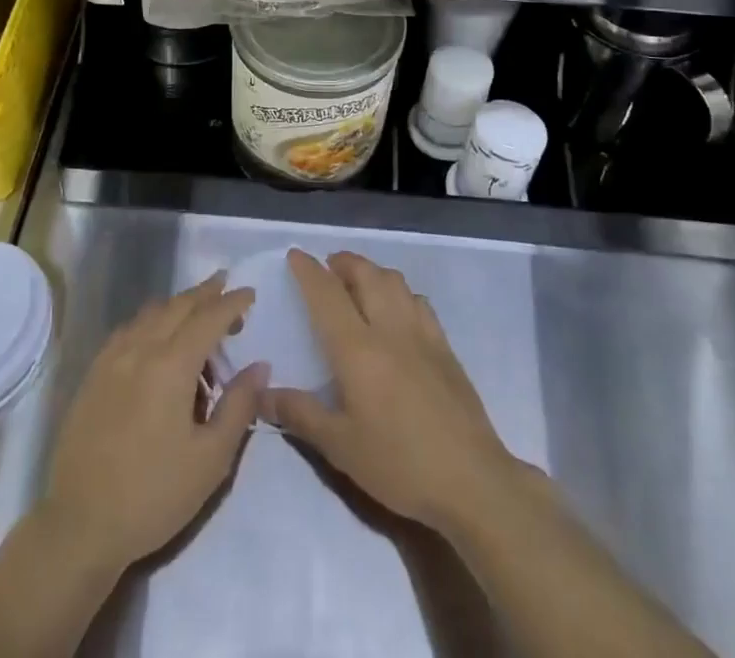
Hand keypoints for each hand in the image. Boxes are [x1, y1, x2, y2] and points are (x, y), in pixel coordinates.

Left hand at [41, 272, 267, 573]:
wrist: (81, 525)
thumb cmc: (153, 495)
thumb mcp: (211, 460)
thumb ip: (238, 406)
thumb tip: (260, 366)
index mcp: (171, 365)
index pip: (208, 317)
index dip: (232, 302)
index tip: (250, 292)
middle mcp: (140, 349)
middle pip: (178, 306)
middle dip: (205, 292)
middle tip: (226, 285)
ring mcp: (111, 359)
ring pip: (150, 313)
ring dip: (178, 305)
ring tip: (197, 311)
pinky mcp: (93, 375)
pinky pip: (128, 330)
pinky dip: (150, 321)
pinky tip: (155, 335)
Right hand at [265, 250, 527, 535]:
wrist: (472, 481)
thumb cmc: (399, 464)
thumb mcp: (340, 448)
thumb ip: (300, 414)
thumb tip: (262, 394)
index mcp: (357, 349)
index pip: (327, 294)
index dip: (308, 270)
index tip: (296, 255)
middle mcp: (389, 328)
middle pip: (365, 274)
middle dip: (343, 262)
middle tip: (328, 267)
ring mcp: (422, 333)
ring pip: (394, 281)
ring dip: (372, 271)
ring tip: (359, 283)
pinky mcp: (445, 346)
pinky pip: (418, 301)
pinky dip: (400, 292)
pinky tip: (397, 311)